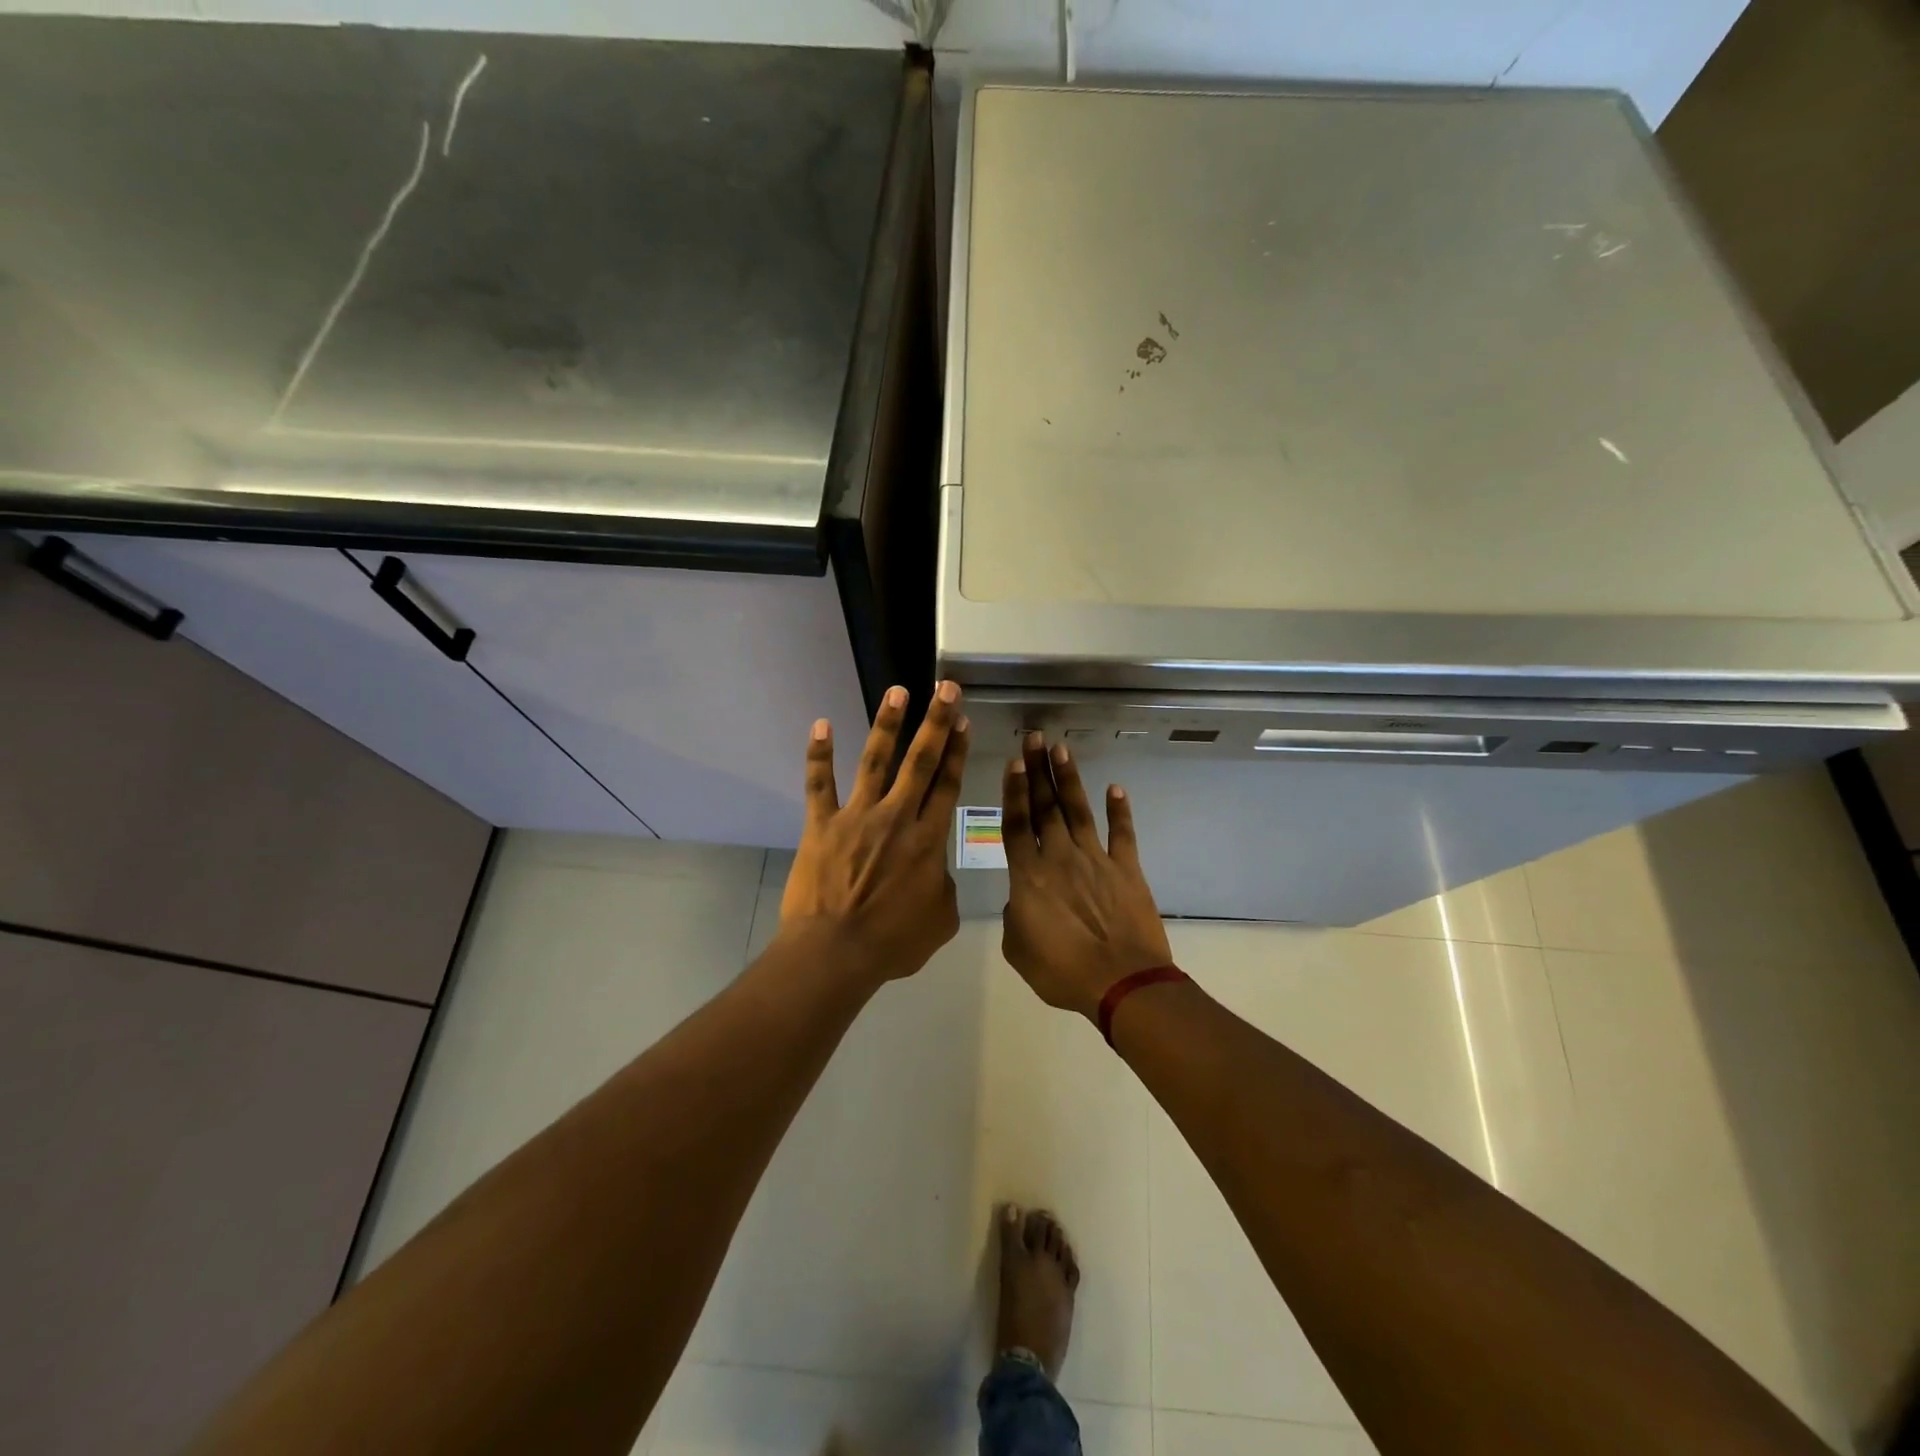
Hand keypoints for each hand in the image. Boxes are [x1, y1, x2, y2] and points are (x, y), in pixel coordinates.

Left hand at [778, 682, 970, 984]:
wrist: (835, 953)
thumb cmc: (892, 943)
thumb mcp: (940, 920)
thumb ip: (944, 887)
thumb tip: (936, 872)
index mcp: (928, 840)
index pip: (947, 785)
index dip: (957, 750)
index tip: (963, 720)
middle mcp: (896, 817)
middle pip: (920, 762)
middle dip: (936, 722)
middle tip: (945, 688)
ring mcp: (857, 817)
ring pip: (875, 761)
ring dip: (887, 724)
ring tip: (898, 691)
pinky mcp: (822, 824)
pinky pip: (820, 784)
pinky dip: (819, 754)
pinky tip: (822, 723)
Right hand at [1001, 734, 1172, 1019]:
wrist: (1121, 983)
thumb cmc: (1062, 972)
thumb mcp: (1018, 950)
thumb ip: (1014, 917)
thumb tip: (1020, 900)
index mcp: (1029, 876)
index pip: (1017, 824)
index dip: (1014, 791)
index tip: (1014, 762)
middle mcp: (1060, 857)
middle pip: (1045, 807)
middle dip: (1038, 771)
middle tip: (1035, 738)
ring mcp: (1095, 860)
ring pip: (1079, 811)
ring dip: (1070, 779)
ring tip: (1062, 749)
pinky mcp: (1126, 869)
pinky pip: (1122, 834)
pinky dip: (1119, 811)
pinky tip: (1116, 788)